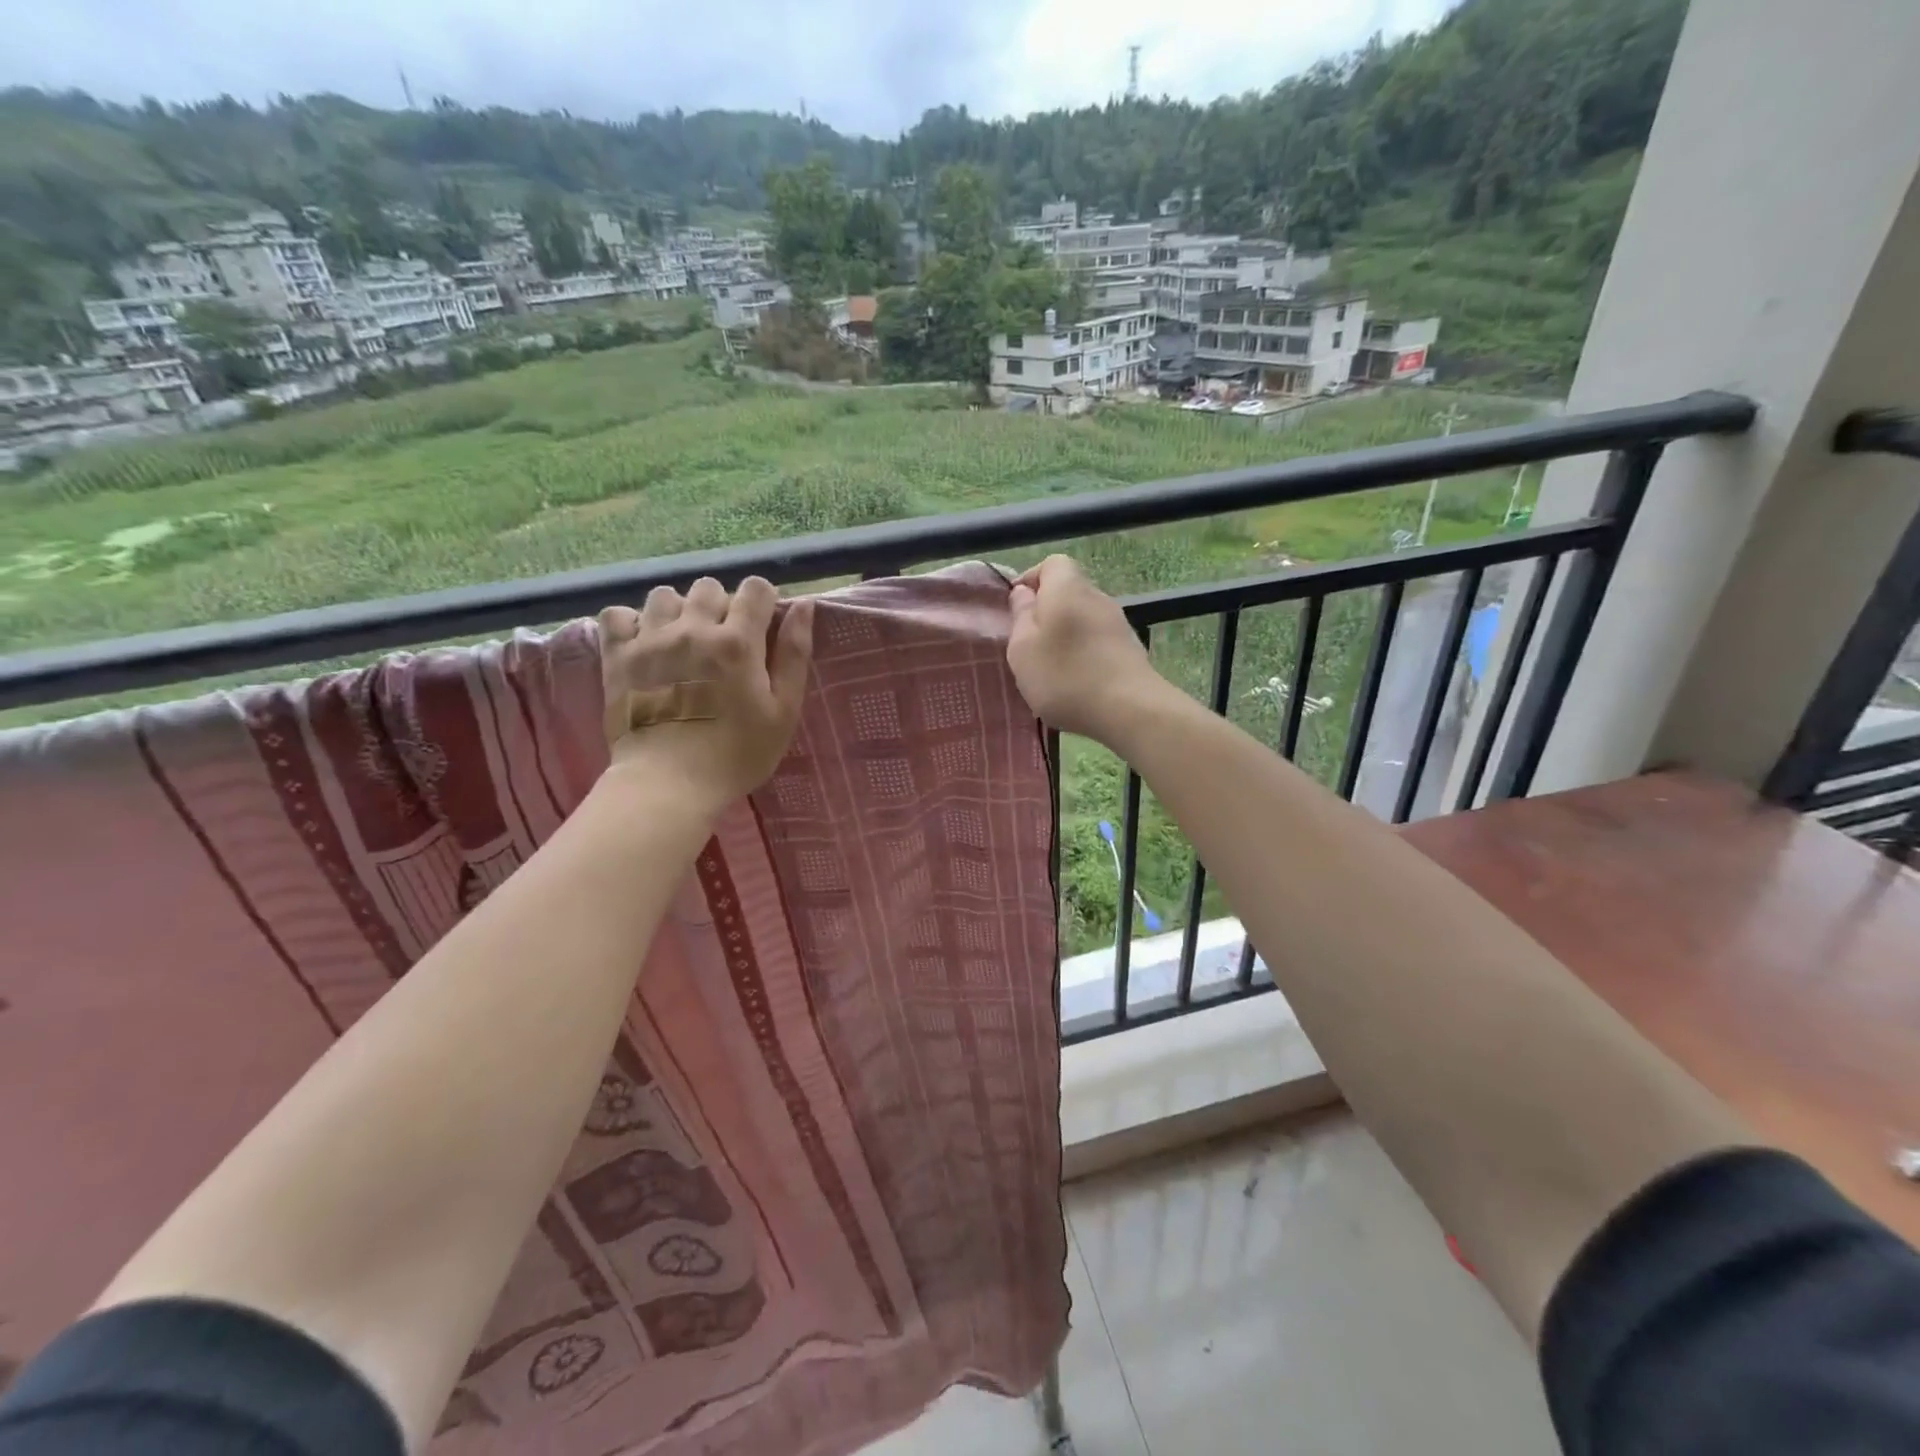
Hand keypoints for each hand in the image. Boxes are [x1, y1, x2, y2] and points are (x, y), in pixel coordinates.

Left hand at [598, 576, 813, 814]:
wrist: (669, 784)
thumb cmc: (737, 754)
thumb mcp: (783, 711)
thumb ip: (794, 655)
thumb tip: (803, 605)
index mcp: (738, 642)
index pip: (755, 589)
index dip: (762, 602)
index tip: (761, 626)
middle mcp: (693, 629)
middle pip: (709, 587)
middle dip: (721, 607)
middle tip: (722, 643)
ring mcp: (650, 640)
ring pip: (664, 595)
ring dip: (678, 611)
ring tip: (682, 642)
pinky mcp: (617, 656)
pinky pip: (617, 614)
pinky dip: (631, 623)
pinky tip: (644, 644)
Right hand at [1007, 555, 1164, 742]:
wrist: (1129, 709)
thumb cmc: (1065, 676)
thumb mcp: (1023, 649)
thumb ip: (1020, 616)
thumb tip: (1023, 593)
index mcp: (1067, 588)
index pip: (1052, 563)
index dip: (1031, 579)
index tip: (1017, 608)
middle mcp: (1097, 597)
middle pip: (1068, 591)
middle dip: (1047, 612)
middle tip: (1029, 644)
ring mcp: (1118, 623)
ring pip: (1083, 618)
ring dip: (1065, 635)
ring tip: (1051, 668)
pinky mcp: (1130, 648)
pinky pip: (1097, 640)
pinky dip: (1084, 653)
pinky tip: (1076, 682)